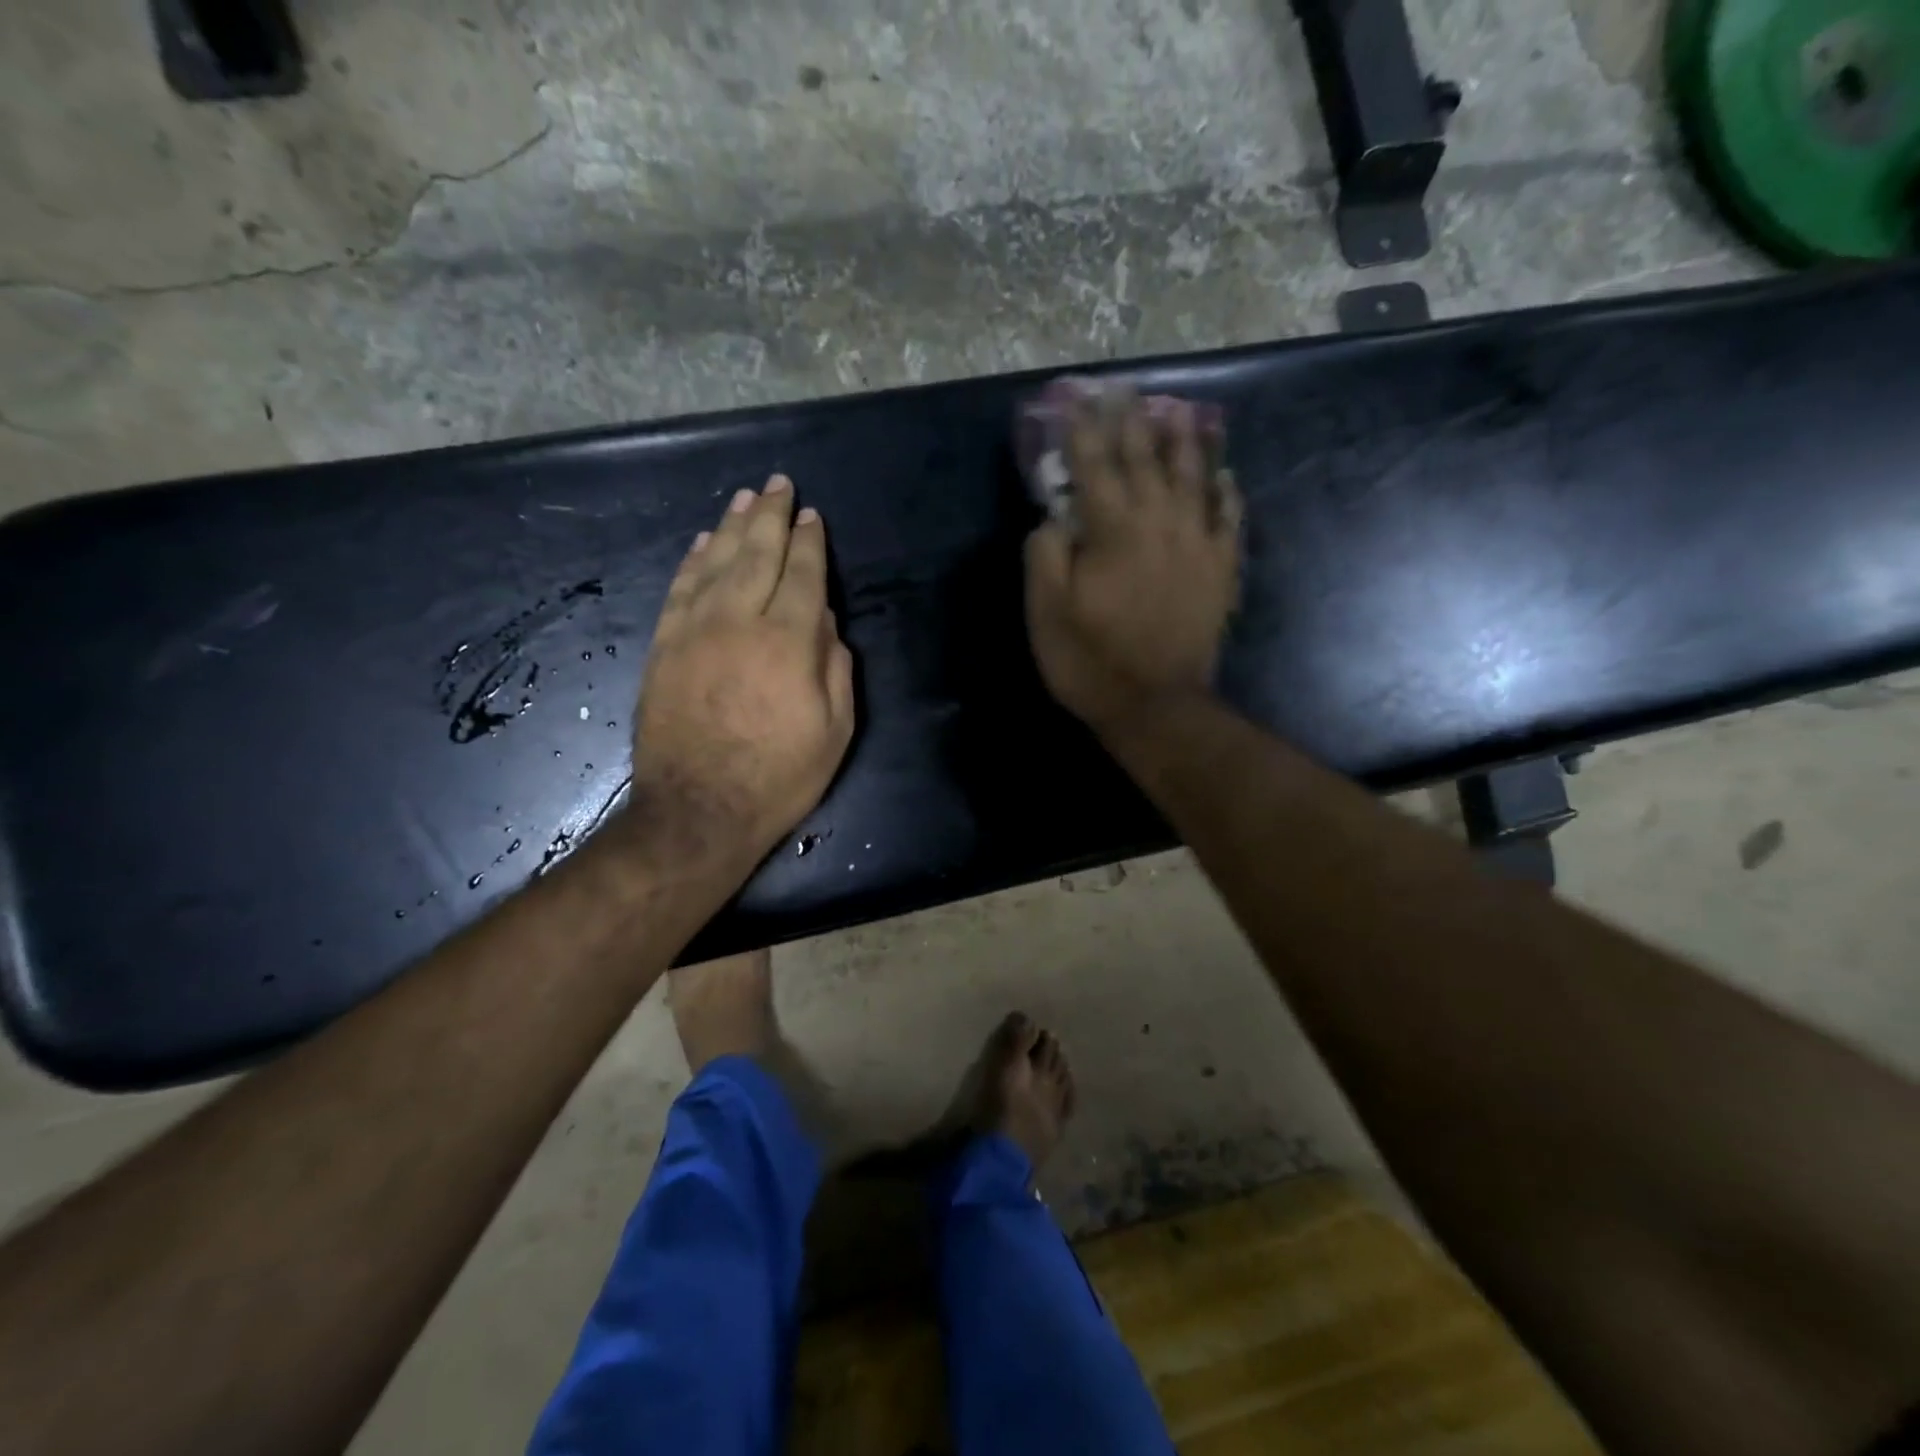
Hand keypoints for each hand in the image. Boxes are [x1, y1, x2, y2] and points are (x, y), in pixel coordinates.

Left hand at [630, 475, 854, 866]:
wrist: (698, 811)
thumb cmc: (779, 777)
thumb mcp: (835, 730)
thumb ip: (835, 667)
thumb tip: (824, 620)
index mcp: (789, 642)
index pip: (803, 575)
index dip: (810, 542)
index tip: (813, 516)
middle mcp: (740, 621)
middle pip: (757, 554)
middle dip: (772, 516)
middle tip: (779, 484)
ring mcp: (694, 630)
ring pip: (716, 562)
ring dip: (733, 526)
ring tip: (746, 499)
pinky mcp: (663, 647)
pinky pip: (680, 589)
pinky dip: (694, 560)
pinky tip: (705, 542)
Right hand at [1025, 392, 1241, 735]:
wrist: (1156, 705)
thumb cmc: (1091, 660)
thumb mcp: (1046, 611)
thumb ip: (1046, 553)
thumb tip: (1054, 516)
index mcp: (1112, 528)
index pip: (1094, 463)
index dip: (1082, 427)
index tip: (1075, 395)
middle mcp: (1159, 521)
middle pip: (1145, 458)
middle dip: (1132, 420)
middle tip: (1125, 389)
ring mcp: (1197, 543)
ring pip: (1194, 476)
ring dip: (1184, 440)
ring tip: (1181, 411)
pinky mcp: (1220, 569)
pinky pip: (1229, 516)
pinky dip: (1226, 490)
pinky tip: (1225, 474)